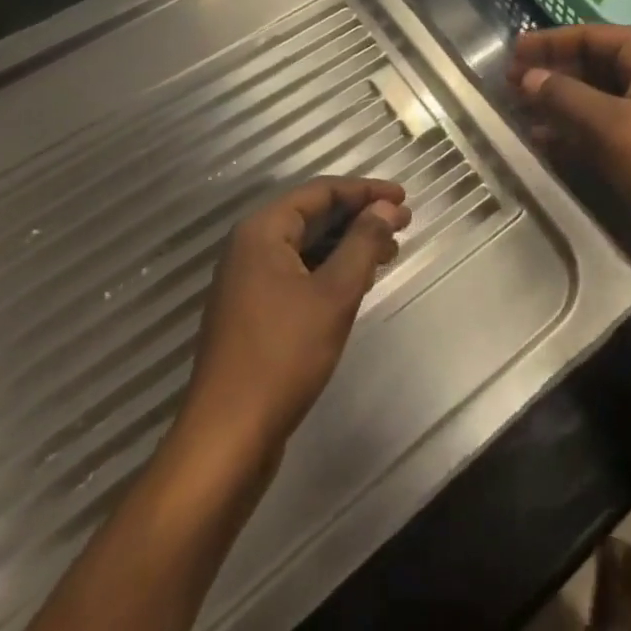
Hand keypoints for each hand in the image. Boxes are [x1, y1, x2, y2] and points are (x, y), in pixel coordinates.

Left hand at [175, 178, 409, 458]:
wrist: (226, 440)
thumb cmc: (282, 356)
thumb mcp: (334, 293)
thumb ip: (363, 242)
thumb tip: (386, 207)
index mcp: (263, 231)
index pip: (321, 191)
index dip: (366, 190)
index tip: (404, 199)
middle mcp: (250, 247)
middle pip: (314, 215)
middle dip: (360, 217)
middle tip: (402, 226)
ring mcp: (248, 282)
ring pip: (307, 246)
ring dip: (349, 245)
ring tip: (388, 254)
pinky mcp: (252, 313)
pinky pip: (298, 272)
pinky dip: (331, 270)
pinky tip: (358, 284)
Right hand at [509, 26, 630, 255]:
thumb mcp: (610, 125)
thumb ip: (564, 96)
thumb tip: (528, 76)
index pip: (592, 36)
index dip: (550, 42)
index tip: (513, 50)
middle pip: (593, 63)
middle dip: (552, 72)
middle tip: (509, 82)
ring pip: (596, 96)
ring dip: (560, 102)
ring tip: (518, 109)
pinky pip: (605, 125)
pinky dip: (576, 129)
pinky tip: (543, 140)